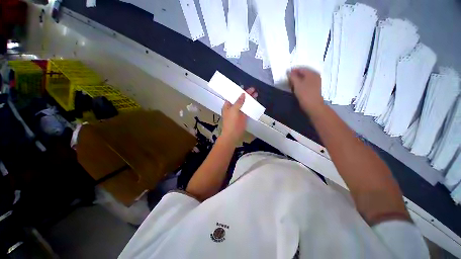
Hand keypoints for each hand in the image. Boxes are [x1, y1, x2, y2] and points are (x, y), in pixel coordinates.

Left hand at [221, 87, 257, 143]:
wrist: (233, 135)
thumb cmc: (231, 122)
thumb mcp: (234, 110)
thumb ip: (238, 102)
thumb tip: (243, 94)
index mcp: (228, 105)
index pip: (233, 96)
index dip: (238, 91)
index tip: (244, 87)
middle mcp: (233, 107)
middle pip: (240, 99)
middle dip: (246, 94)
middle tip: (253, 90)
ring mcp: (239, 112)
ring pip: (244, 104)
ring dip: (249, 99)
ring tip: (256, 94)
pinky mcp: (243, 116)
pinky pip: (247, 109)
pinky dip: (251, 106)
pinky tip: (255, 102)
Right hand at [288, 68, 323, 112]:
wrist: (313, 105)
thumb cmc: (304, 93)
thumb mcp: (297, 84)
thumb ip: (292, 77)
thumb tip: (289, 72)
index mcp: (311, 73)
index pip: (301, 69)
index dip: (293, 70)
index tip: (286, 74)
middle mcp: (315, 76)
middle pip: (304, 73)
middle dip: (295, 75)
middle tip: (288, 79)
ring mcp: (316, 82)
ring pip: (305, 78)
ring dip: (298, 80)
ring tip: (291, 83)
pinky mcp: (314, 88)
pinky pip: (307, 82)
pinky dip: (301, 83)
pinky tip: (297, 87)